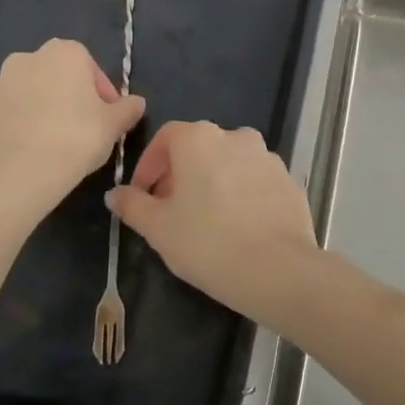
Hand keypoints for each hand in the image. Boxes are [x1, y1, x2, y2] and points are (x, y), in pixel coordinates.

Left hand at [0, 39, 144, 226]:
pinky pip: (9, 115)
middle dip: (70, 97)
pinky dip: (21, 126)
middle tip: (83, 129)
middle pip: (58, 76)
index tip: (106, 118)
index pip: (90, 66)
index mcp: (63, 53)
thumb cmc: (74, 140)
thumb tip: (136, 103)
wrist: (14, 176)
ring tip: (55, 144)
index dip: (102, 93)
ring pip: (31, 94)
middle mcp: (27, 58)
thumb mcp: (114, 126)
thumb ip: (128, 109)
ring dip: (43, 110)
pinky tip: (31, 153)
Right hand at [106, 121, 322, 321]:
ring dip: (214, 182)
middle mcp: (236, 136)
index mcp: (200, 139)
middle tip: (171, 211)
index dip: (149, 164)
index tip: (143, 195)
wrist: (277, 268)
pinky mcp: (289, 179)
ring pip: (230, 163)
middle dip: (181, 174)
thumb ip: (133, 205)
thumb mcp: (158, 228)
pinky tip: (239, 226)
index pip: (166, 137)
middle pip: (199, 148)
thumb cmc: (207, 243)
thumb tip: (115, 194)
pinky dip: (243, 194)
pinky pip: (256, 181)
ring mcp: (267, 156)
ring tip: (206, 220)